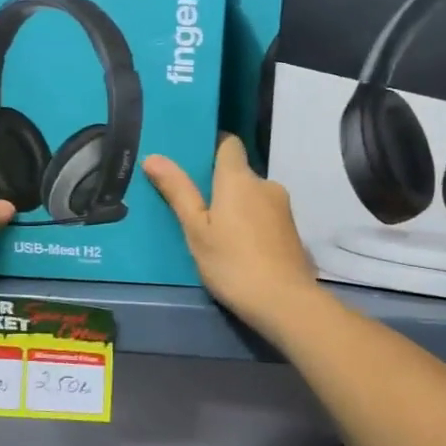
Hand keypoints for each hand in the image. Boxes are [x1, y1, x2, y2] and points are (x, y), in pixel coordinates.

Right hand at [142, 136, 323, 334]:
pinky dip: (252, 224)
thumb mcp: (196, 230)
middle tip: (195, 206)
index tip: (193, 160)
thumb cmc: (232, 263)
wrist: (284, 301)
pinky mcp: (292, 230)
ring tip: (216, 231)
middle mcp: (265, 184)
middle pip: (240, 173)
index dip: (212, 146)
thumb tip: (153, 157)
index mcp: (239, 178)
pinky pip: (265, 216)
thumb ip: (178, 192)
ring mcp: (283, 208)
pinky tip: (240, 247)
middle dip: (220, 185)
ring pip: (253, 197)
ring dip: (238, 207)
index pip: (229, 143)